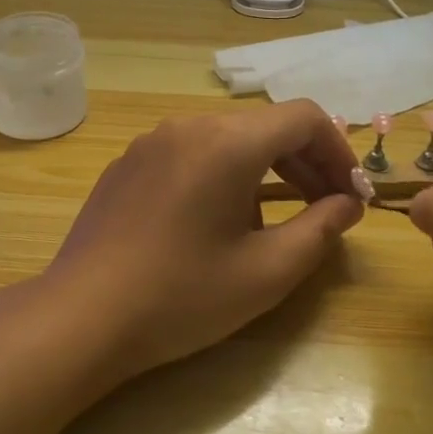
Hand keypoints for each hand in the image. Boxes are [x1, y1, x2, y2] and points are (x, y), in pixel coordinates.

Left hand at [41, 101, 366, 385]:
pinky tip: (216, 221)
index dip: (338, 151)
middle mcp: (188, 126)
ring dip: (265, 168)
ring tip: (275, 220)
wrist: (81, 316)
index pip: (304, 117)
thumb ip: (320, 230)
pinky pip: (191, 152)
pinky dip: (222, 173)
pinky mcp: (128, 163)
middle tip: (326, 210)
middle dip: (305, 162)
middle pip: (265, 126)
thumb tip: (347, 204)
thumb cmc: (181, 296)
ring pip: (227, 138)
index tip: (351, 196)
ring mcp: (152, 141)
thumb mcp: (266, 272)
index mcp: (227, 142)